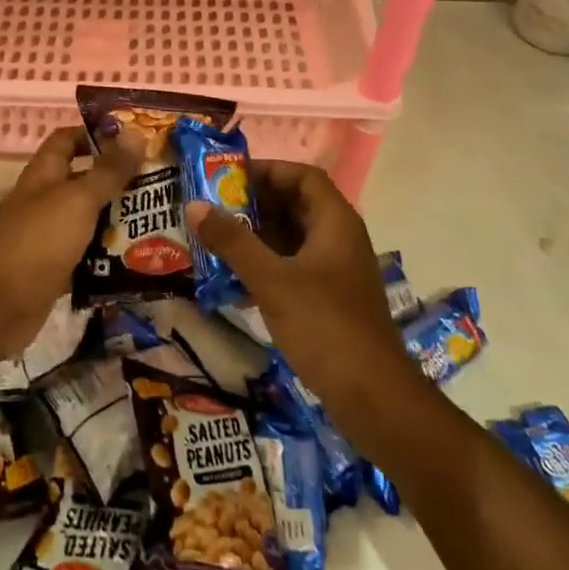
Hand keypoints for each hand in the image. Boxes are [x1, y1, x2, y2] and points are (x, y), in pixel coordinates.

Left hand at [0, 126, 140, 356]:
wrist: (0, 305)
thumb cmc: (39, 240)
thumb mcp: (79, 199)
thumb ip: (108, 170)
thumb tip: (135, 133)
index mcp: (44, 174)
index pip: (67, 140)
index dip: (95, 134)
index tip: (133, 139)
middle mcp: (44, 200)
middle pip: (82, 180)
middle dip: (116, 179)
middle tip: (158, 181)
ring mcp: (47, 237)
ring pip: (87, 220)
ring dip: (116, 219)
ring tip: (157, 218)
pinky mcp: (54, 270)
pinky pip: (86, 255)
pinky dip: (107, 255)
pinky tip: (138, 257)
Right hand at [187, 161, 415, 429]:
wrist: (374, 399)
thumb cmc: (325, 327)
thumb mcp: (272, 280)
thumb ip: (233, 241)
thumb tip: (194, 205)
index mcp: (336, 223)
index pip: (303, 177)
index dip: (268, 171)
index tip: (229, 179)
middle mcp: (339, 239)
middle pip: (296, 205)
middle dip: (254, 204)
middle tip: (213, 208)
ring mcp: (336, 272)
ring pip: (292, 238)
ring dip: (256, 236)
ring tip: (214, 239)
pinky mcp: (329, 300)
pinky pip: (293, 267)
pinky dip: (265, 265)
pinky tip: (233, 279)